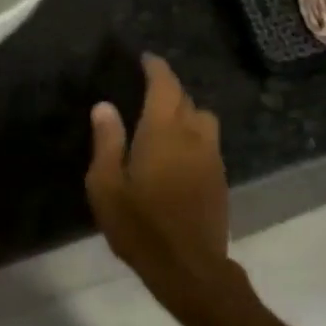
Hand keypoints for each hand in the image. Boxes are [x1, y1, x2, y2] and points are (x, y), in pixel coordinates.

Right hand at [85, 54, 233, 313]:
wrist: (189, 266)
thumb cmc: (140, 227)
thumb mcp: (107, 187)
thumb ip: (107, 142)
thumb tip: (104, 106)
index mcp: (164, 132)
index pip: (165, 85)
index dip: (156, 68)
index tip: (146, 59)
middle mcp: (194, 136)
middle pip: (187, 100)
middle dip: (169, 90)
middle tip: (148, 93)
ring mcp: (212, 157)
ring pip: (203, 120)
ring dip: (186, 114)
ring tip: (165, 124)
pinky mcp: (221, 178)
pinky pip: (208, 143)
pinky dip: (194, 137)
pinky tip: (179, 155)